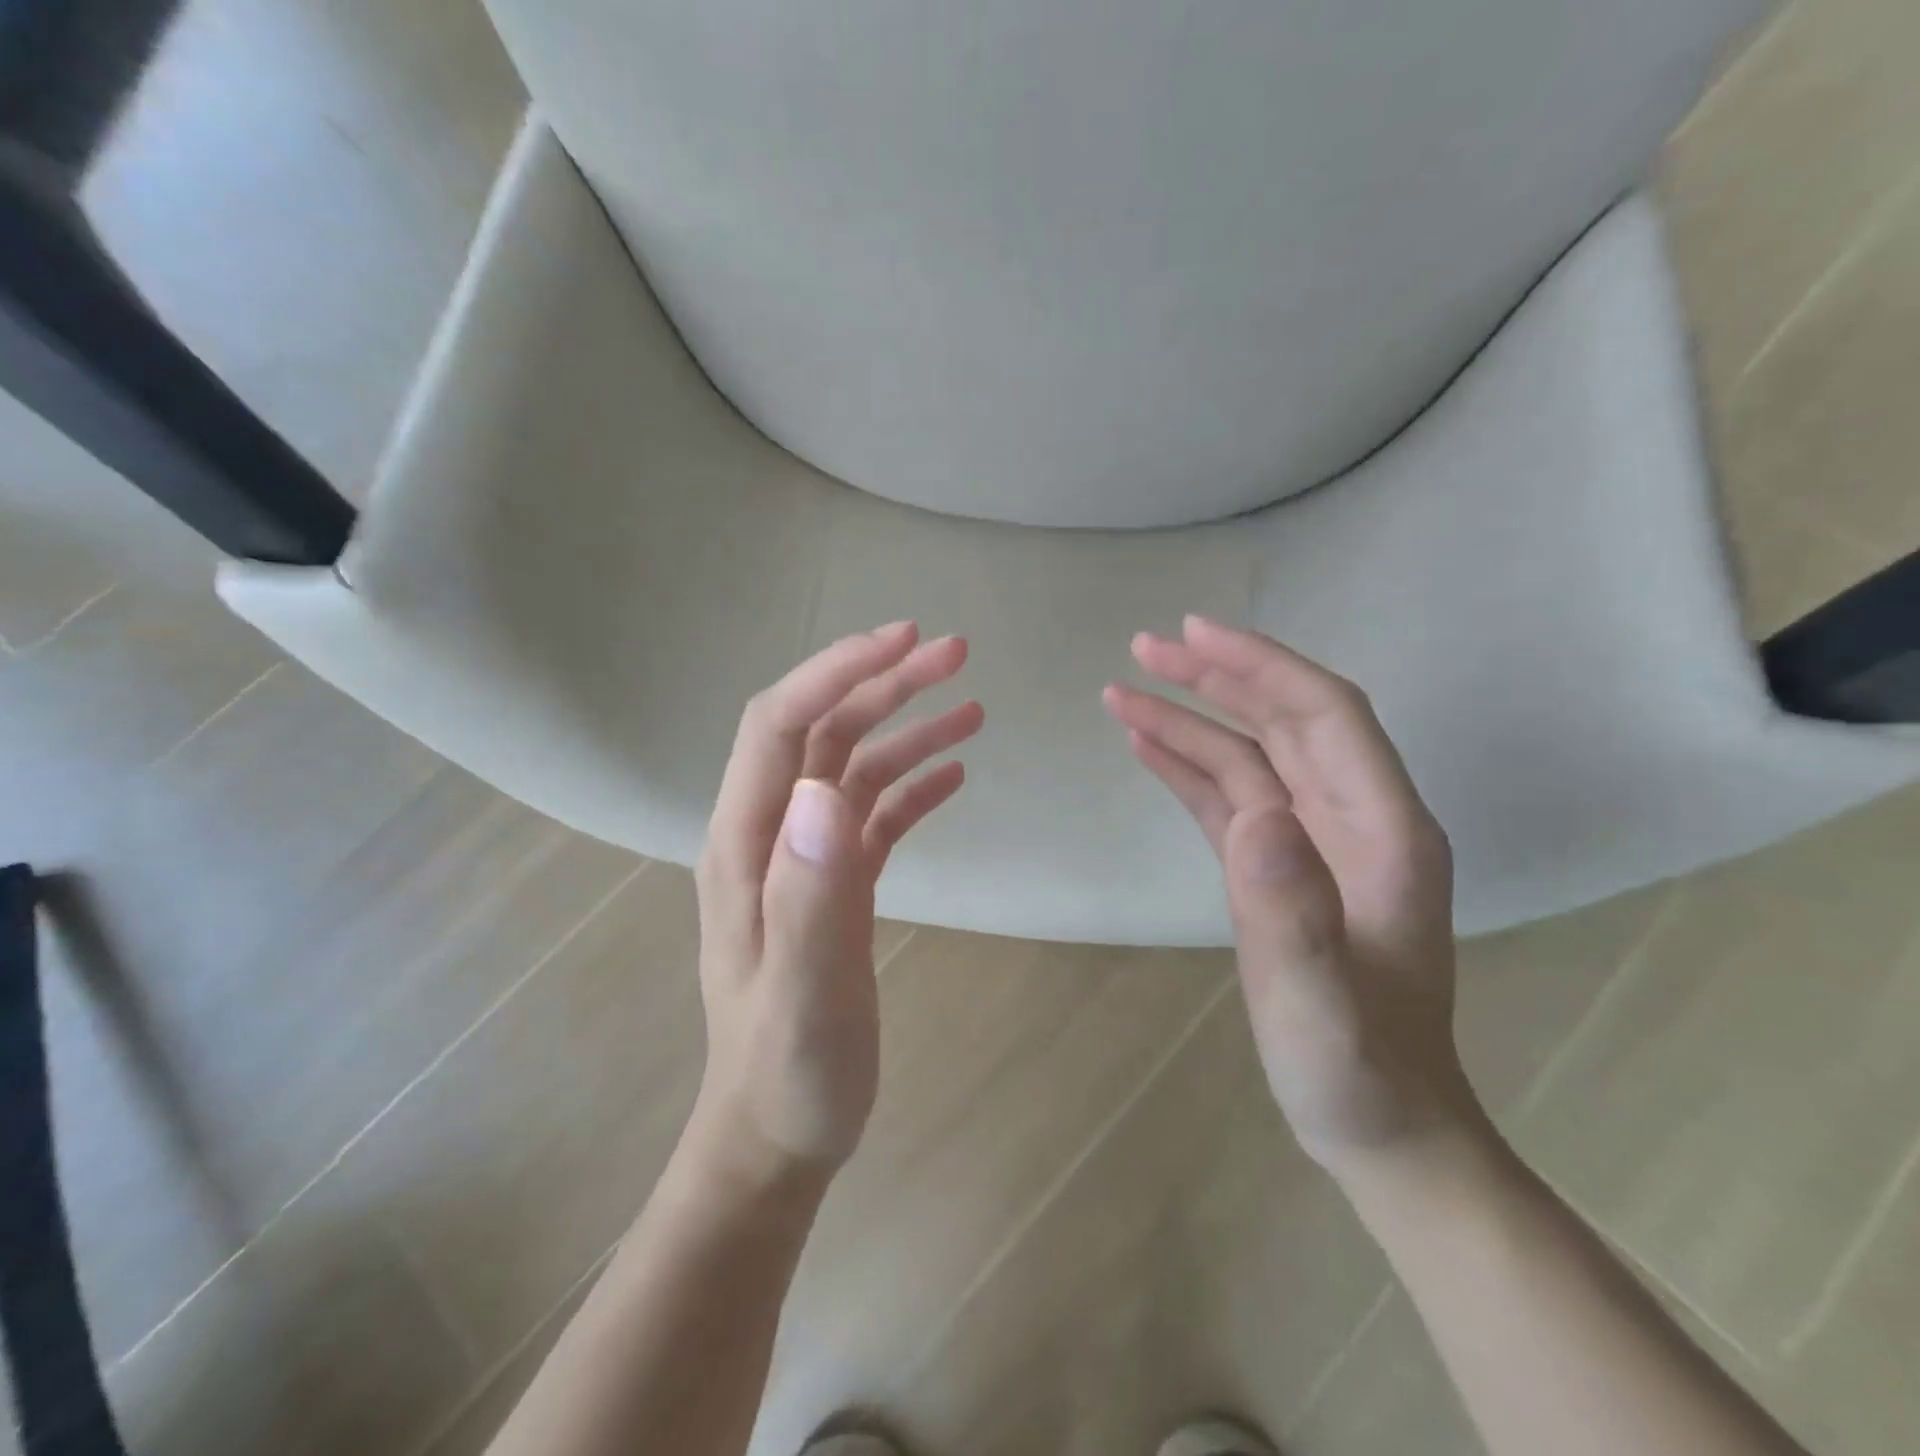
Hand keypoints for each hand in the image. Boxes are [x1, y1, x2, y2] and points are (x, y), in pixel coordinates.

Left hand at [692, 622, 982, 1182]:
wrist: (778, 1135)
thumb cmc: (788, 1073)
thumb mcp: (802, 993)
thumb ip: (809, 896)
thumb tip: (826, 793)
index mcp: (748, 844)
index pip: (782, 725)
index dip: (837, 672)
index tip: (904, 642)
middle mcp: (771, 835)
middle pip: (824, 732)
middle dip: (885, 684)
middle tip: (956, 654)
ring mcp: (805, 859)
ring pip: (854, 766)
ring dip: (909, 729)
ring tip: (973, 707)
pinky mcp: (836, 884)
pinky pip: (875, 814)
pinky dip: (914, 784)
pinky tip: (955, 774)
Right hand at [1104, 616, 1487, 1180]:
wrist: (1378, 1125)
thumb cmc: (1357, 1070)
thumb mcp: (1322, 1005)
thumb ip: (1294, 913)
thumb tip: (1253, 815)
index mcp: (1384, 832)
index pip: (1325, 716)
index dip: (1262, 665)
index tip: (1195, 634)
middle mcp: (1353, 820)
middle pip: (1283, 720)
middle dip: (1216, 676)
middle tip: (1143, 648)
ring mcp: (1312, 843)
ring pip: (1248, 755)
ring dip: (1190, 718)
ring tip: (1122, 692)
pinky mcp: (1275, 867)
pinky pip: (1229, 798)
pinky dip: (1186, 767)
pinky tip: (1144, 745)